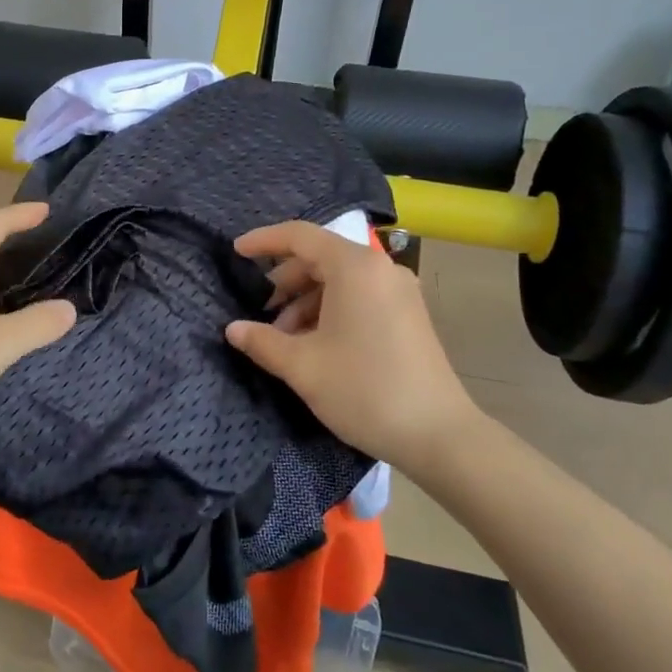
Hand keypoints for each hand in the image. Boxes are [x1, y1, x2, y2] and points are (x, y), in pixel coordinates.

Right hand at [224, 221, 482, 468]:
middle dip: (284, 281)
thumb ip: (262, 341)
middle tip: (259, 312)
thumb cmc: (364, 390)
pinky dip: (330, 310)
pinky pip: (359, 296)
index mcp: (355, 267)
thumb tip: (233, 329)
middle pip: (320, 257)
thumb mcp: (302, 366)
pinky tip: (314, 344)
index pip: (300, 236)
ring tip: (283, 338)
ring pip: (339, 280)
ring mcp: (399, 291)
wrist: (438, 435)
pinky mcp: (408, 314)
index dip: (263, 241)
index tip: (235, 252)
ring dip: (305, 301)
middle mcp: (380, 269)